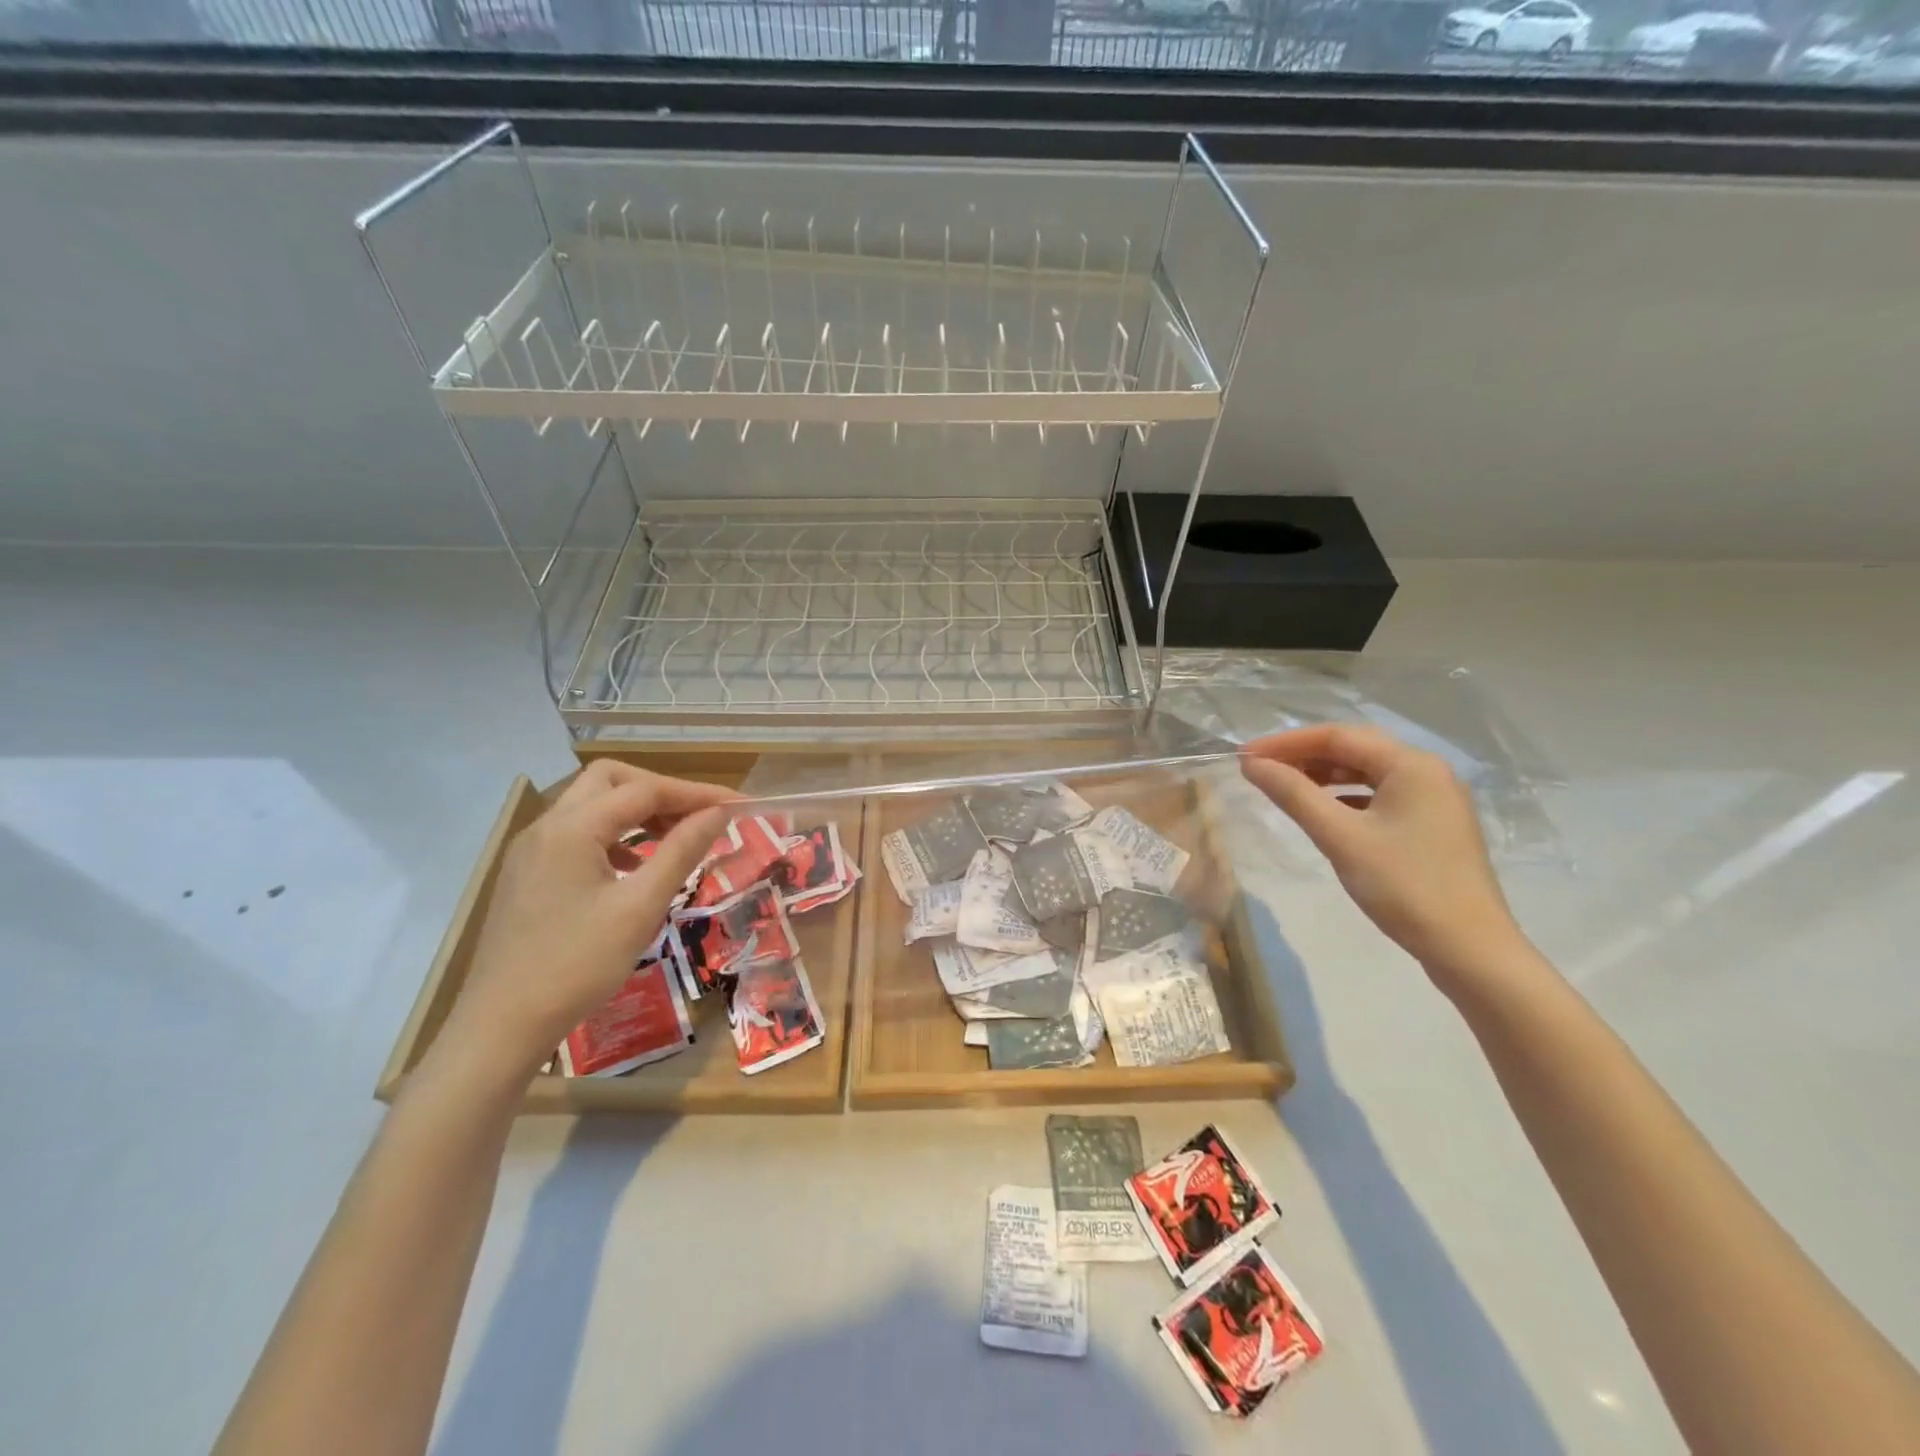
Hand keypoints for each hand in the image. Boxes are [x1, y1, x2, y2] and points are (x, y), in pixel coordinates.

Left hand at [434, 761, 736, 1080]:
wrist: (500, 1027)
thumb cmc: (577, 966)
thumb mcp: (640, 907)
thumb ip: (682, 851)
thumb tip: (719, 813)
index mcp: (572, 829)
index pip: (645, 790)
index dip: (697, 794)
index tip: (739, 805)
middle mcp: (547, 826)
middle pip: (611, 781)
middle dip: (661, 791)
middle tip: (699, 817)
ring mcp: (532, 850)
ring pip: (592, 804)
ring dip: (637, 811)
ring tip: (677, 837)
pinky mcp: (528, 873)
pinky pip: (578, 833)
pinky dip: (615, 835)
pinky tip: (637, 865)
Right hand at [1241, 724, 1524, 985]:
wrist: (1469, 948)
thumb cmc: (1403, 886)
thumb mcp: (1340, 837)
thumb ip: (1293, 794)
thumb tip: (1251, 764)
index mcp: (1411, 764)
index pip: (1337, 736)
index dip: (1286, 743)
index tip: (1245, 756)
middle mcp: (1427, 771)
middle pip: (1353, 750)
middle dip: (1303, 756)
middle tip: (1259, 770)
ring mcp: (1434, 799)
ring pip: (1367, 773)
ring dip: (1323, 776)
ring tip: (1283, 787)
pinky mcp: (1433, 825)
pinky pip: (1379, 796)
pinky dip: (1345, 797)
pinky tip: (1322, 812)